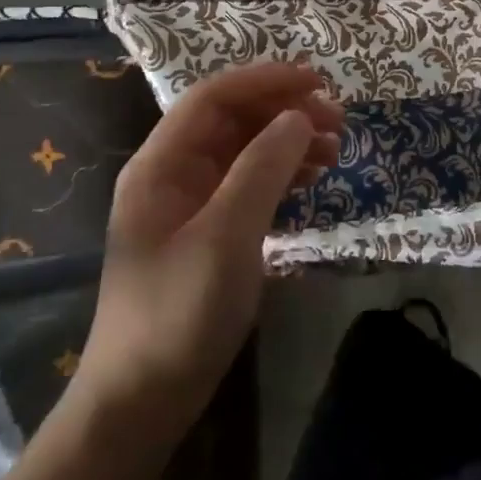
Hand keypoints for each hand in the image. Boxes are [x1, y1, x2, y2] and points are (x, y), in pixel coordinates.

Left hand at [69, 63, 342, 432]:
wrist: (143, 399)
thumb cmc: (179, 311)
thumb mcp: (226, 235)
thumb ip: (263, 168)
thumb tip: (299, 116)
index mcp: (161, 164)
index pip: (214, 98)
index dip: (266, 80)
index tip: (318, 82)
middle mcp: (172, 174)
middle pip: (232, 121)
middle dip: (284, 111)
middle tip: (338, 121)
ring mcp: (189, 204)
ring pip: (245, 151)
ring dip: (289, 142)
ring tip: (334, 149)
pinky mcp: (208, 233)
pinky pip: (249, 184)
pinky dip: (282, 174)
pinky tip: (312, 179)